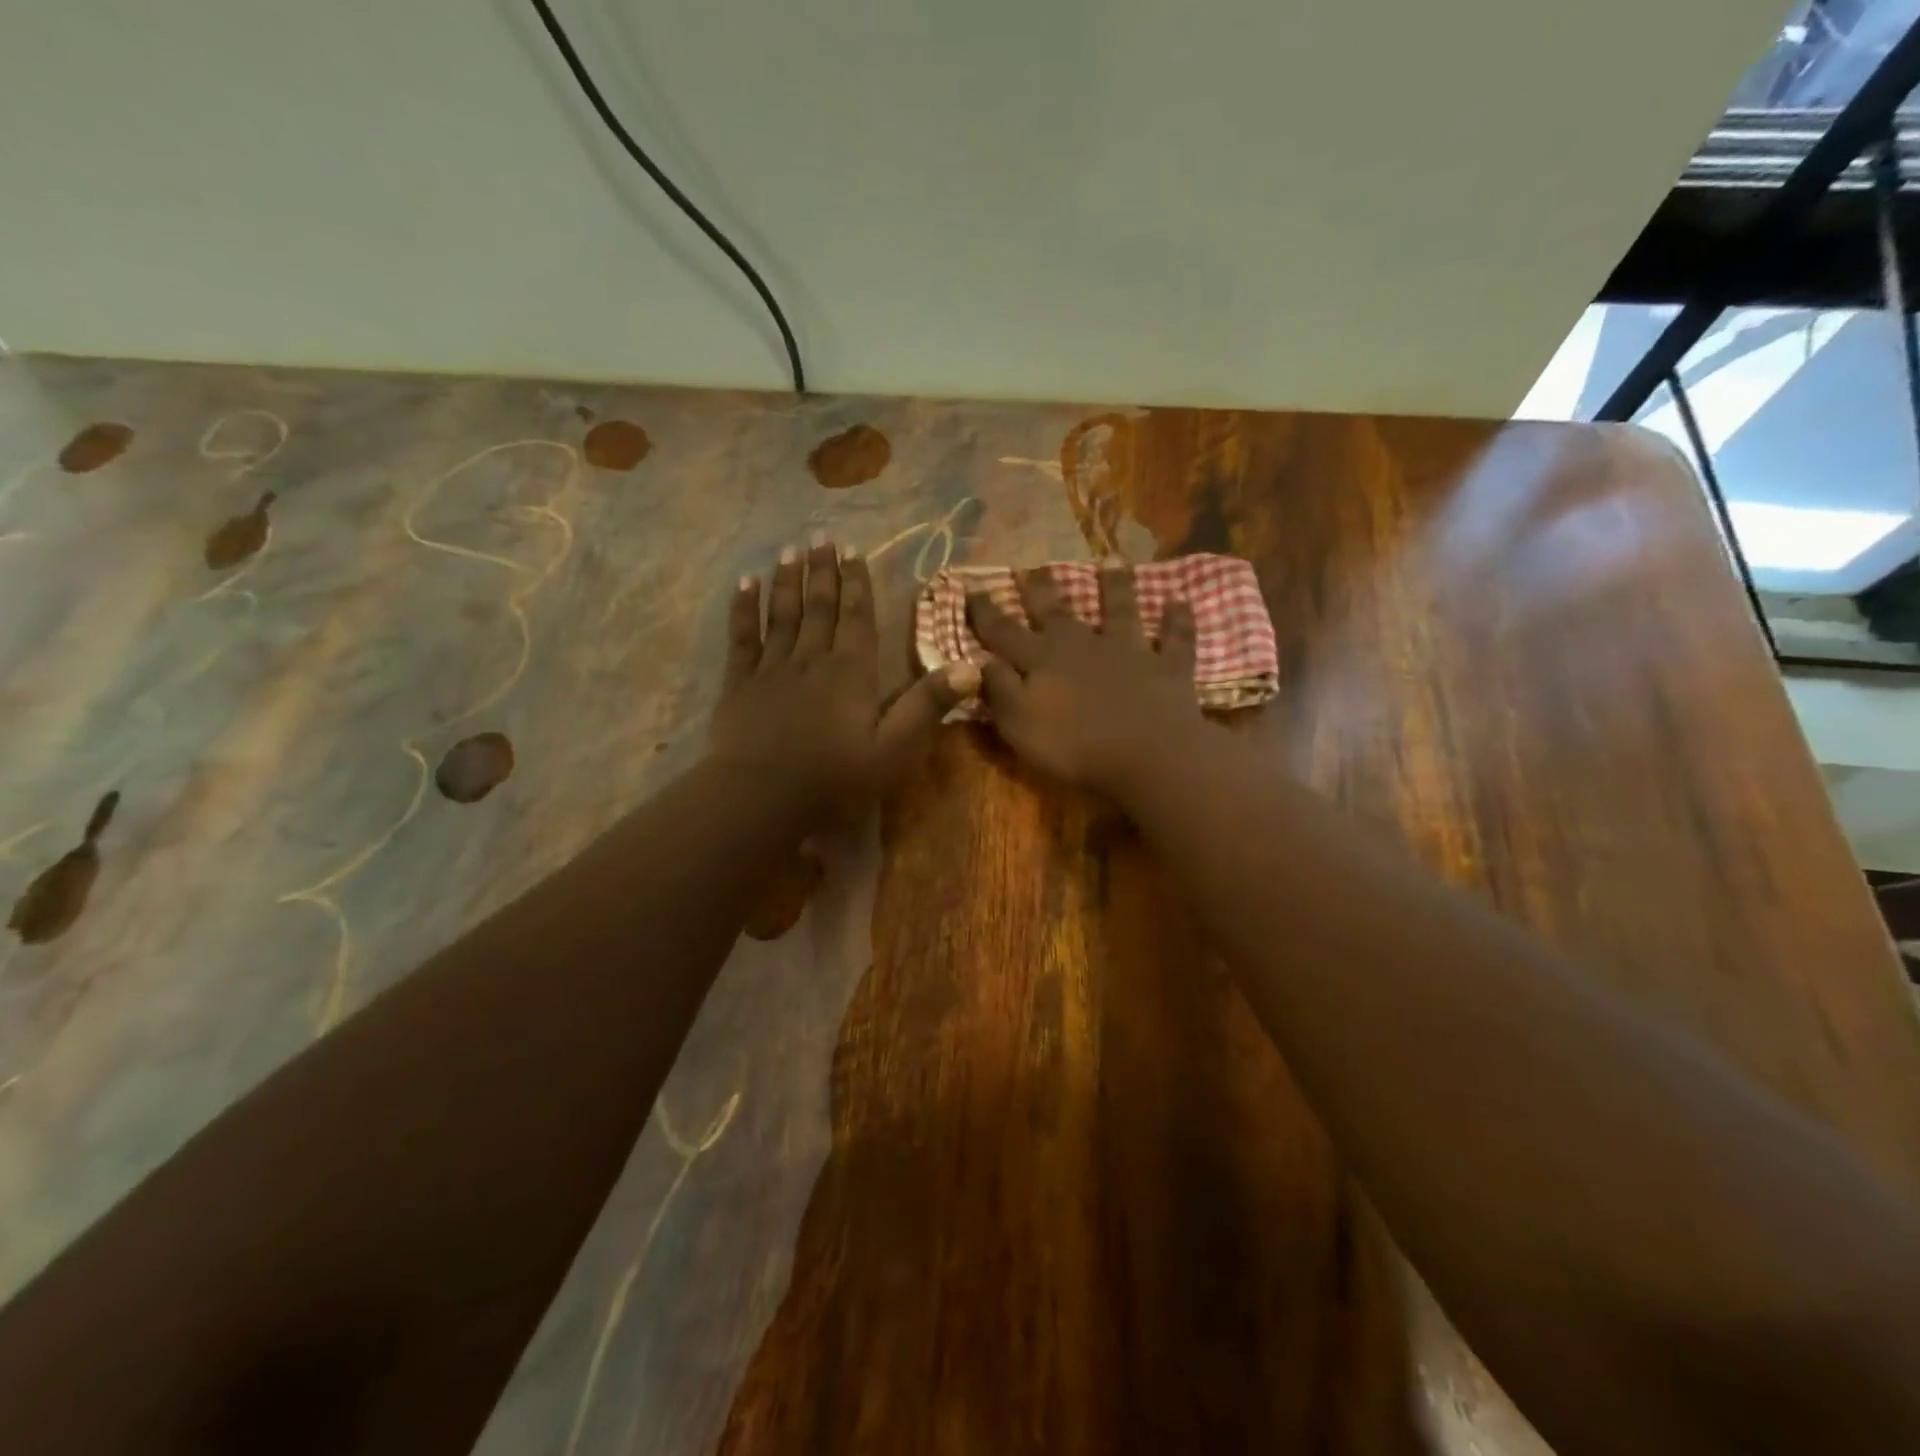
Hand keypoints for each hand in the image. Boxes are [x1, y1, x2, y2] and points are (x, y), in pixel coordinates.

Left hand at [711, 536, 977, 820]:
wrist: (761, 797)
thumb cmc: (834, 778)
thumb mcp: (894, 748)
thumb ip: (928, 705)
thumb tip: (972, 667)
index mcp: (851, 672)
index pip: (857, 618)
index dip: (857, 584)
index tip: (853, 552)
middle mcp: (812, 659)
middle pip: (819, 607)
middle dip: (822, 571)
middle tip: (821, 537)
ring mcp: (772, 668)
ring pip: (781, 614)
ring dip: (787, 580)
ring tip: (790, 550)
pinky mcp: (739, 683)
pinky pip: (742, 637)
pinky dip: (743, 609)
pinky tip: (745, 585)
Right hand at [967, 563, 1207, 795]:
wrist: (1147, 754)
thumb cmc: (1074, 746)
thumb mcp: (1019, 724)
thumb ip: (999, 690)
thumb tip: (981, 660)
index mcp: (1042, 660)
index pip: (1004, 631)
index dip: (986, 611)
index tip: (972, 587)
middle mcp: (1082, 645)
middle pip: (1057, 612)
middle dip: (1042, 589)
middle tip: (1033, 566)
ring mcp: (1128, 651)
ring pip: (1120, 610)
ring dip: (1116, 585)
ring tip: (1113, 560)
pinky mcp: (1167, 666)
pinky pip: (1175, 639)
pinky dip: (1178, 621)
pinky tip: (1180, 601)